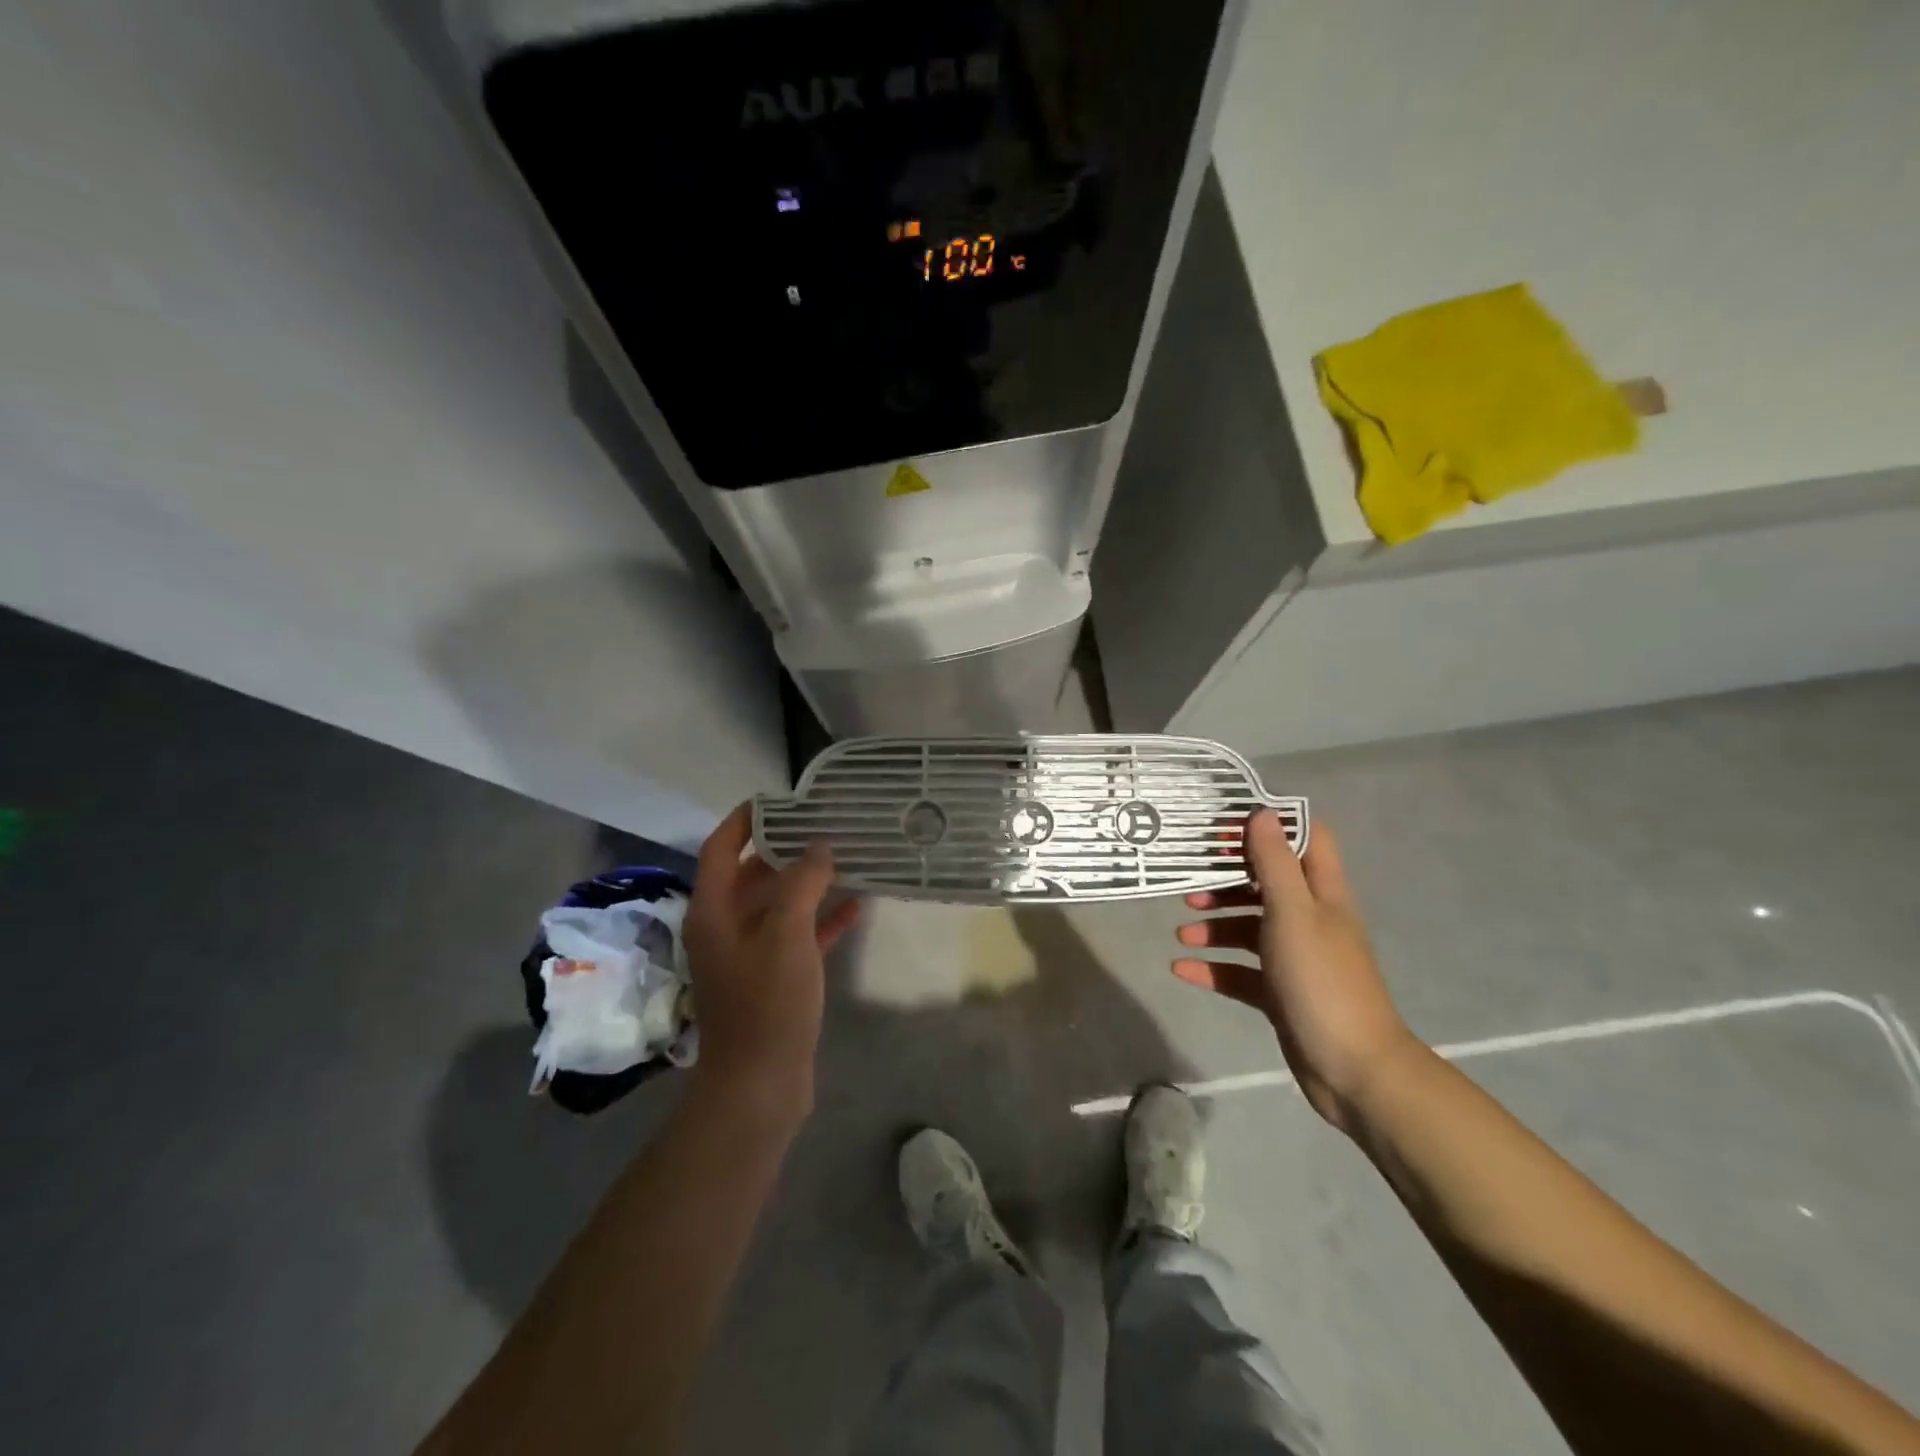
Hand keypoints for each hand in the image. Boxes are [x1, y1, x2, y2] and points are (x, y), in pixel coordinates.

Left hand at [683, 804, 860, 1117]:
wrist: (761, 1086)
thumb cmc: (767, 1004)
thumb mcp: (786, 935)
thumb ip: (801, 883)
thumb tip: (818, 847)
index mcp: (714, 912)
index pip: (721, 848)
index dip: (746, 820)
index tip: (781, 798)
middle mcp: (725, 928)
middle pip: (751, 874)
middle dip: (784, 848)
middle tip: (824, 824)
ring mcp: (749, 955)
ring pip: (778, 905)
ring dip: (808, 883)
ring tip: (846, 858)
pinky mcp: (774, 979)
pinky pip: (798, 936)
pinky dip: (822, 920)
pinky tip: (857, 907)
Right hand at [1174, 811, 1416, 1130]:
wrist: (1354, 1070)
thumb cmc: (1322, 980)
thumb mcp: (1293, 913)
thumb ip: (1275, 863)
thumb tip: (1261, 812)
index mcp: (1321, 894)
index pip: (1305, 840)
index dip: (1269, 826)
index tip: (1225, 826)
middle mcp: (1310, 920)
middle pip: (1266, 884)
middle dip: (1227, 880)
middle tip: (1189, 880)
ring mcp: (1295, 958)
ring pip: (1249, 928)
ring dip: (1214, 925)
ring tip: (1181, 933)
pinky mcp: (1280, 993)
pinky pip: (1240, 971)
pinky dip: (1213, 968)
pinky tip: (1182, 969)